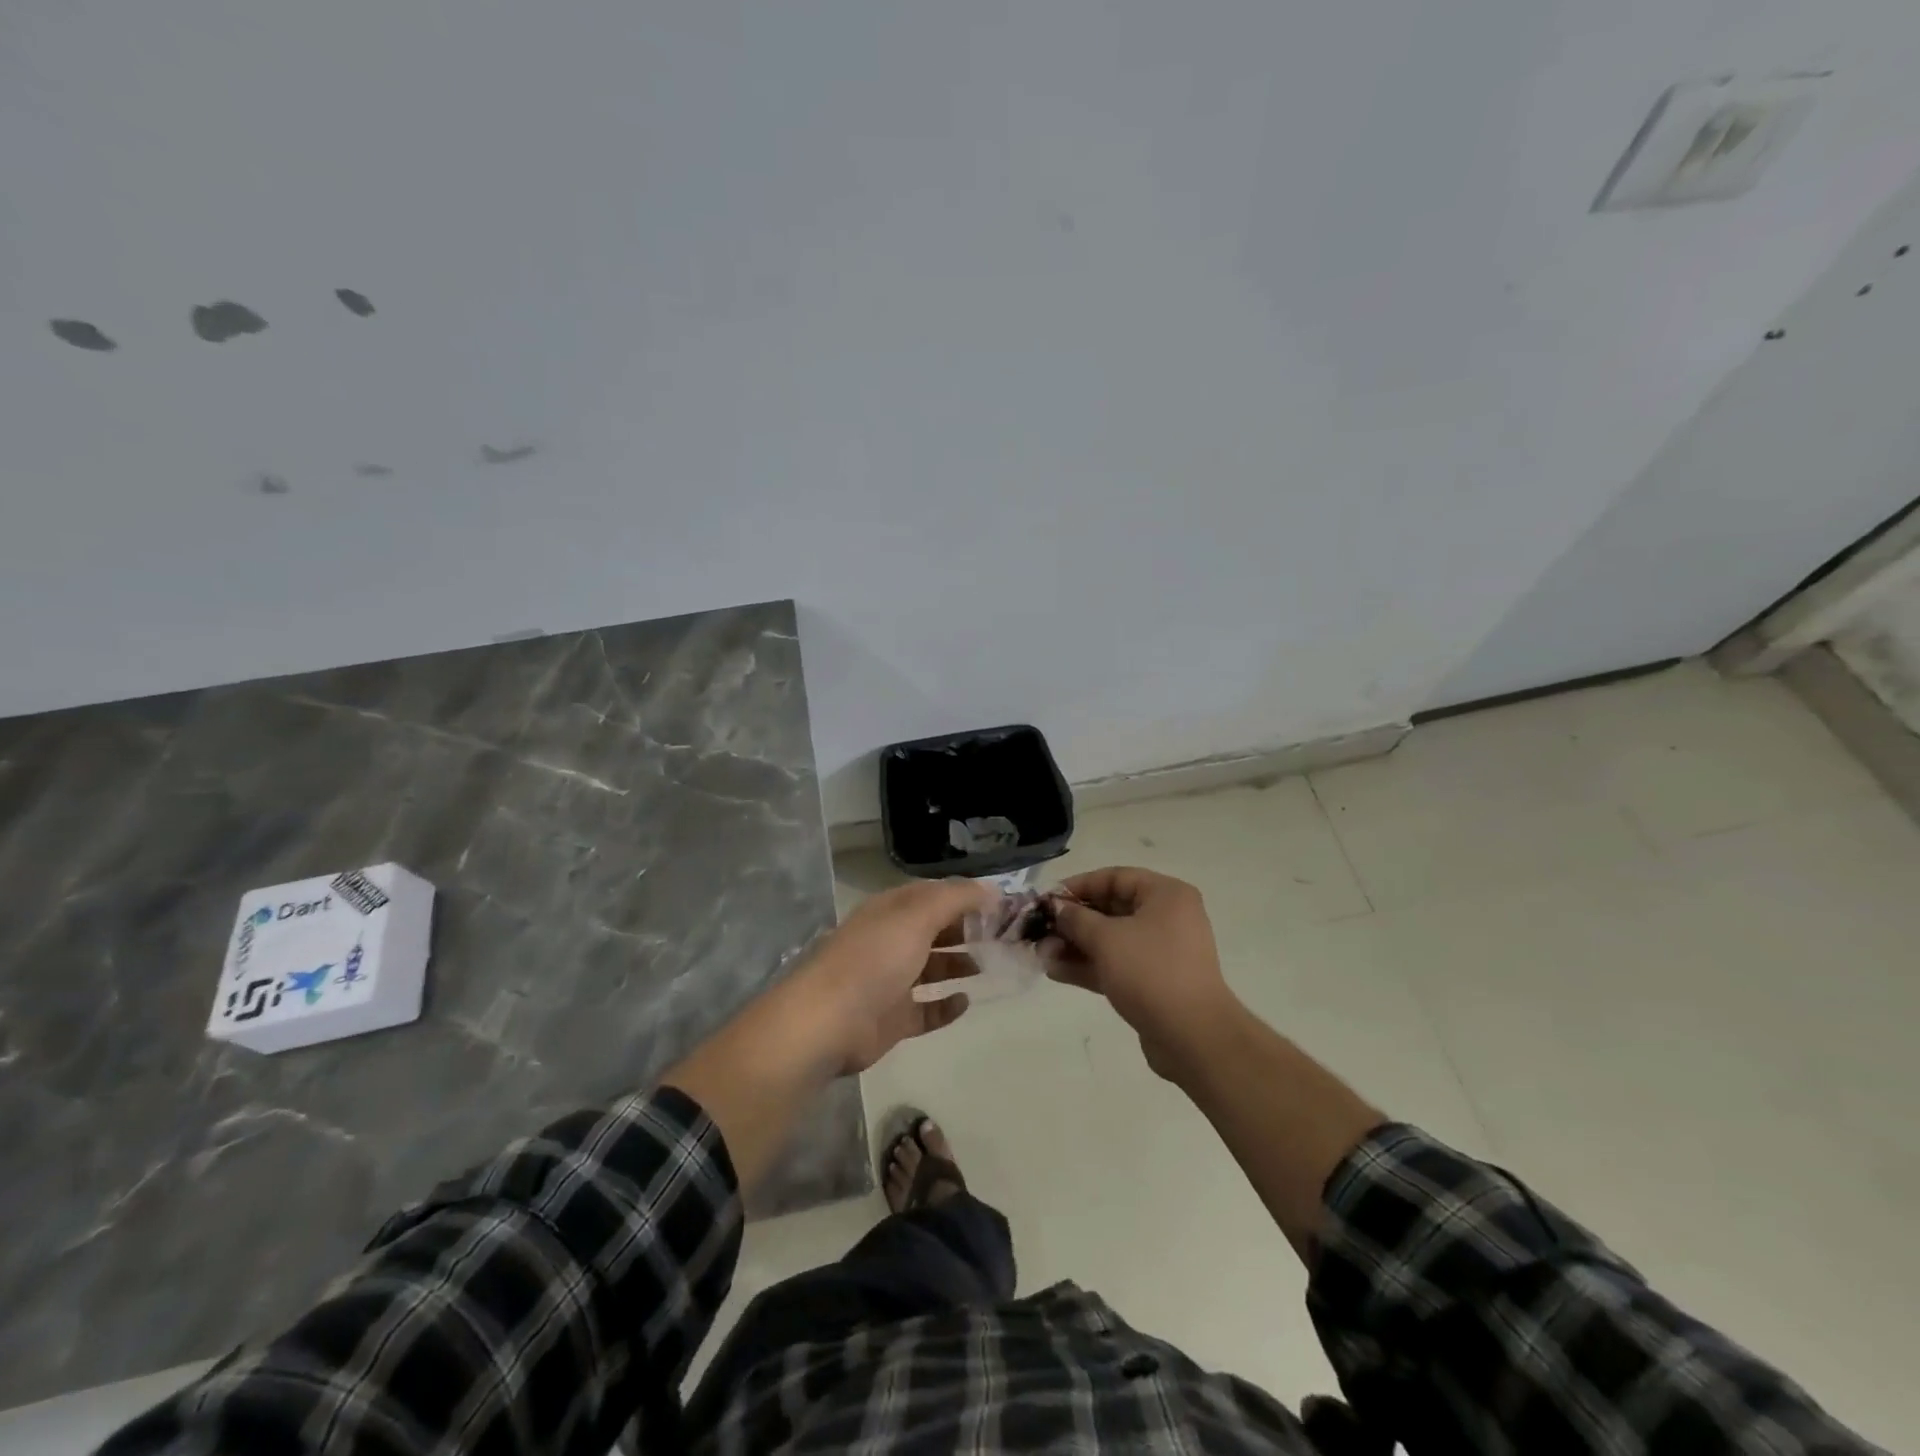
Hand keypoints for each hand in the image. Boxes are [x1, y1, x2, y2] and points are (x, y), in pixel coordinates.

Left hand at [797, 878, 996, 1074]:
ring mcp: (890, 981)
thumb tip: (992, 889)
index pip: (934, 895)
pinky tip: (966, 1002)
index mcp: (892, 911)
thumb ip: (956, 898)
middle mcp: (890, 941)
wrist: (828, 1022)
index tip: (1002, 904)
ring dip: (959, 964)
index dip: (966, 897)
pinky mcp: (892, 1019)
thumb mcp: (917, 916)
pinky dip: (946, 1006)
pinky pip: (926, 1010)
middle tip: (1004, 936)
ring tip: (991, 965)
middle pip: (935, 930)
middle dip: (967, 930)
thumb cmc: (874, 959)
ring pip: (932, 968)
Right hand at [1051, 866, 1240, 1080]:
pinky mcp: (1154, 982)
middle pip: (1111, 909)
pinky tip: (1055, 972)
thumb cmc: (1151, 972)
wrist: (1193, 1037)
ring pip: (1110, 940)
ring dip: (1075, 946)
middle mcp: (1167, 917)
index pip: (1115, 878)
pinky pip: (1116, 964)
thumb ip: (1076, 919)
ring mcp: (1161, 952)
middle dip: (1072, 921)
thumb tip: (1056, 908)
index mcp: (1166, 895)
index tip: (1047, 899)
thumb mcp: (1106, 939)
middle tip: (1039, 930)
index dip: (1078, 886)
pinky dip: (1089, 966)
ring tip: (1041, 954)